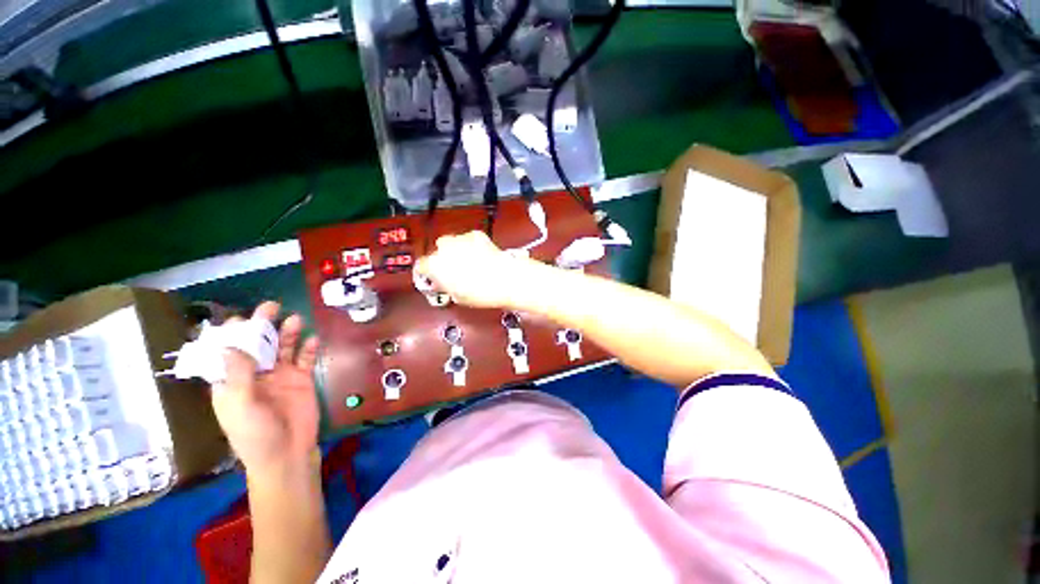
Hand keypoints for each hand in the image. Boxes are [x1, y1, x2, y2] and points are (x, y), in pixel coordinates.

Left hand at [210, 302, 320, 476]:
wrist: (287, 453)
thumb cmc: (256, 435)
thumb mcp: (242, 406)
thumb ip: (238, 375)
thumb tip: (229, 344)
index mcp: (232, 381)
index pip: (228, 351)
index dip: (232, 334)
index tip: (241, 319)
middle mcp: (255, 374)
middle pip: (257, 344)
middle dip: (262, 326)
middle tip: (271, 307)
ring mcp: (280, 375)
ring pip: (282, 348)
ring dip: (287, 333)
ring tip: (295, 319)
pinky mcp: (302, 378)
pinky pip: (305, 358)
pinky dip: (309, 348)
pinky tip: (313, 340)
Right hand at [415, 231, 534, 308]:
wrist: (504, 280)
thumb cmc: (481, 292)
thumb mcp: (457, 296)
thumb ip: (445, 287)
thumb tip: (443, 285)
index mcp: (435, 265)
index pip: (421, 265)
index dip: (427, 272)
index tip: (433, 276)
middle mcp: (445, 248)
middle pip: (438, 251)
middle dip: (444, 259)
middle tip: (454, 271)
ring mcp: (460, 239)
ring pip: (453, 242)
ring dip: (457, 250)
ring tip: (470, 263)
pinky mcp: (476, 235)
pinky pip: (469, 239)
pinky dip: (472, 245)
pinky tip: (480, 256)